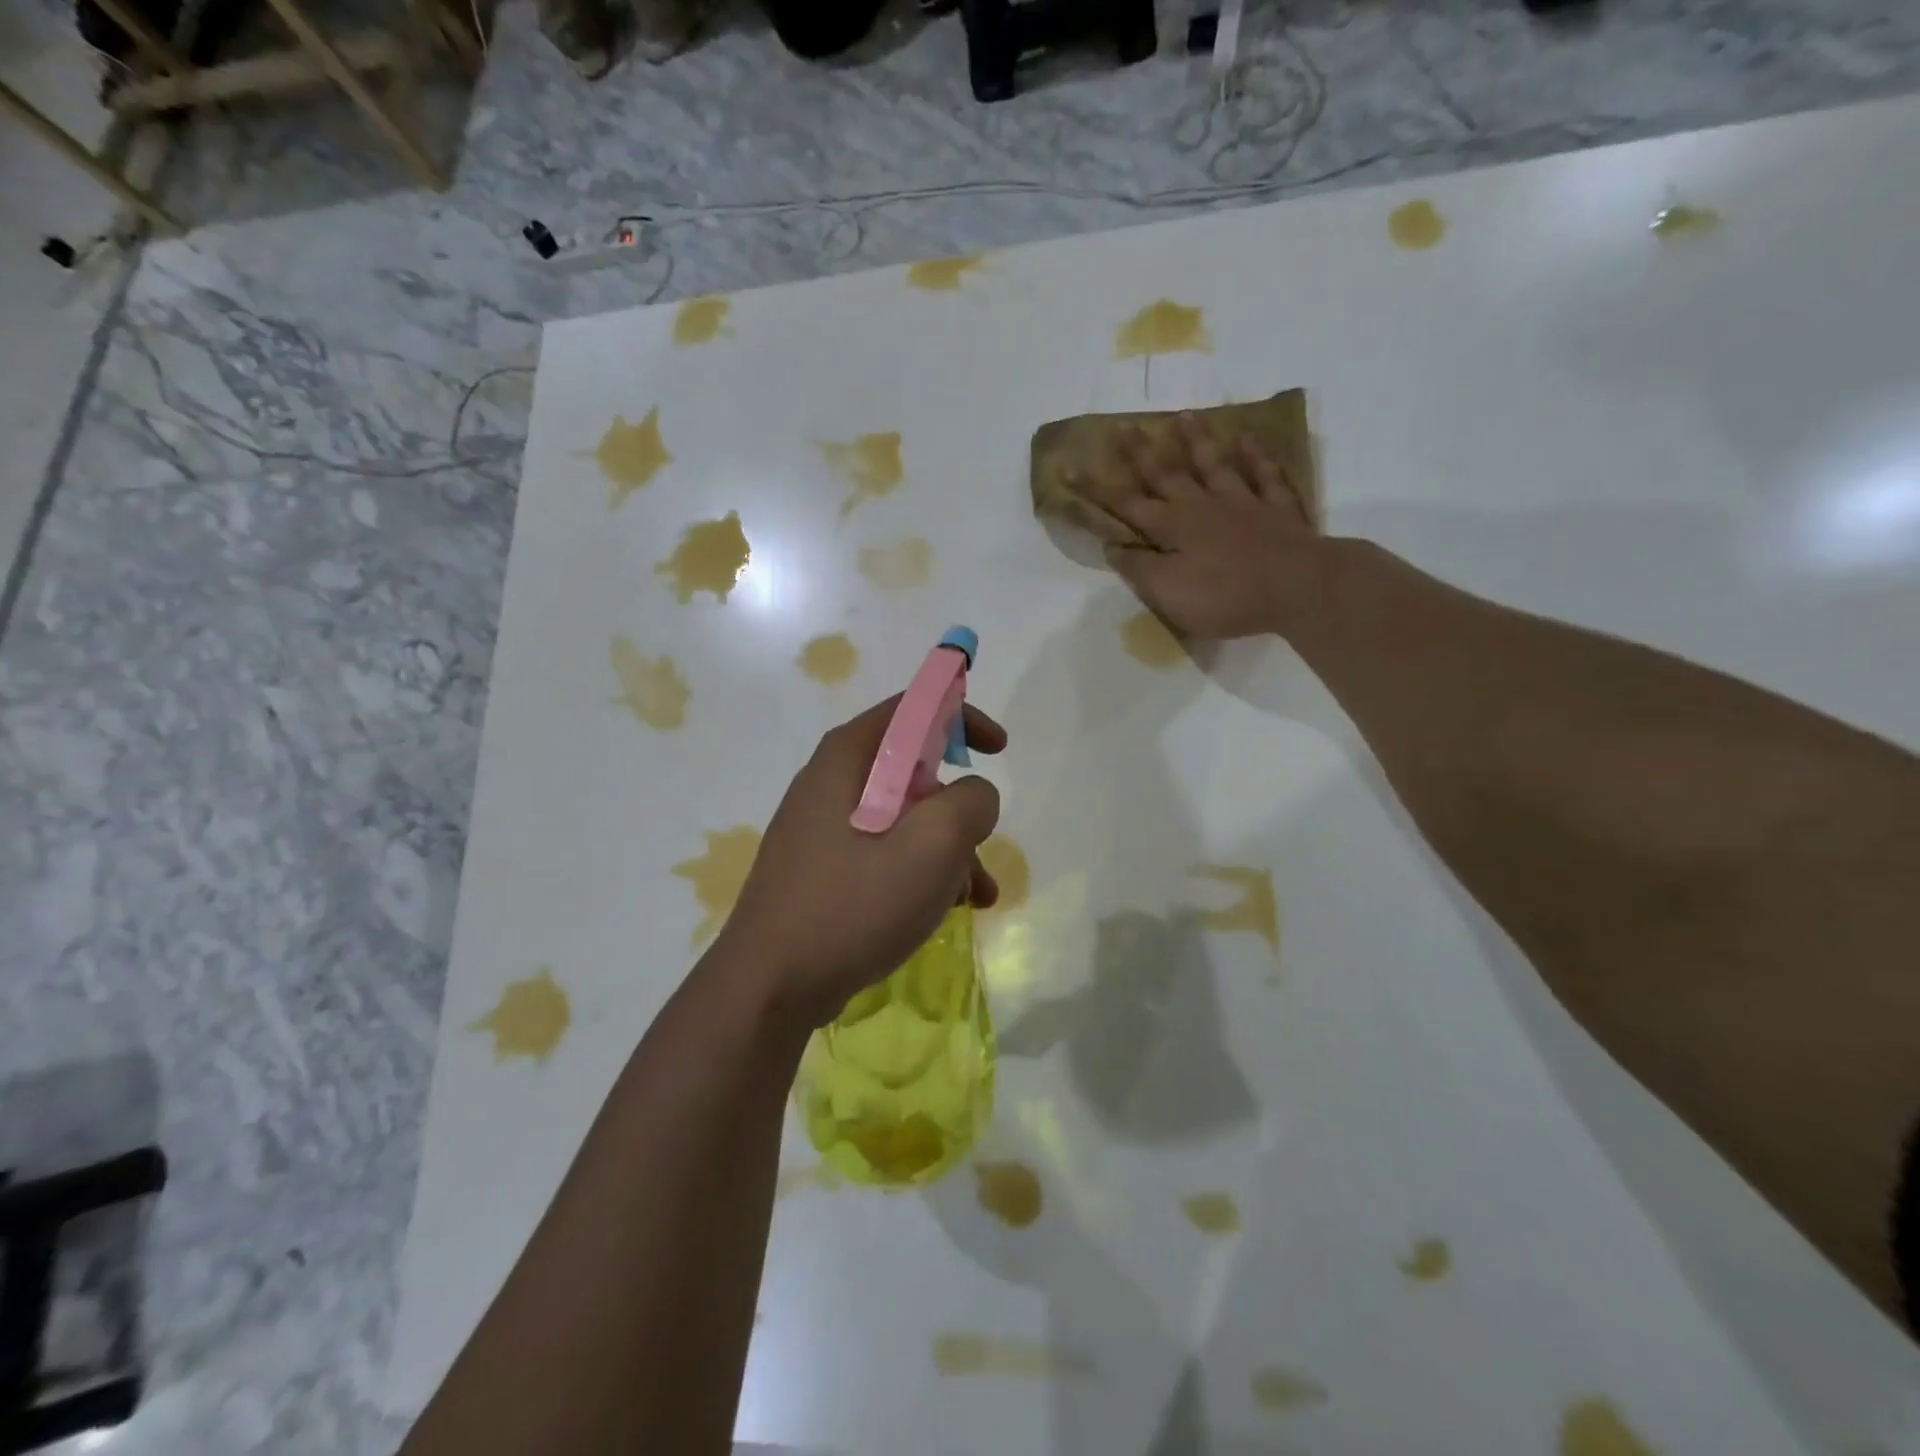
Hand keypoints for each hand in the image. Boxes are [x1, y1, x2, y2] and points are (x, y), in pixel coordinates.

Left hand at [710, 697, 1006, 1026]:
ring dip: (947, 849)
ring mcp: (821, 829)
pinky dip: (919, 872)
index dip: (961, 717)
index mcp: (848, 758)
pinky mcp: (821, 870)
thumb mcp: (932, 845)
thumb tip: (974, 795)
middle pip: (912, 770)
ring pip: (903, 819)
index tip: (998, 750)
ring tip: (976, 896)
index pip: (911, 709)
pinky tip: (945, 911)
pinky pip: (883, 853)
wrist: (769, 986)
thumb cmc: (853, 904)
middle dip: (958, 807)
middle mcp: (830, 783)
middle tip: (980, 844)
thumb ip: (970, 802)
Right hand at [1069, 412, 1323, 640]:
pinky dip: (1256, 456)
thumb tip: (1114, 547)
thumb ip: (1139, 569)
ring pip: (1214, 465)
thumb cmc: (1225, 596)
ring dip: (1197, 441)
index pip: (1126, 505)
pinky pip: (1264, 475)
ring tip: (1183, 416)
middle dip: (1141, 451)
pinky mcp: (1278, 509)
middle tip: (1124, 426)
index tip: (1071, 467)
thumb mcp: (1168, 593)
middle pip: (1167, 473)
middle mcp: (1203, 506)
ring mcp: (1243, 503)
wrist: (1298, 587)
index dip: (1096, 489)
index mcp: (1172, 528)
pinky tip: (1248, 439)